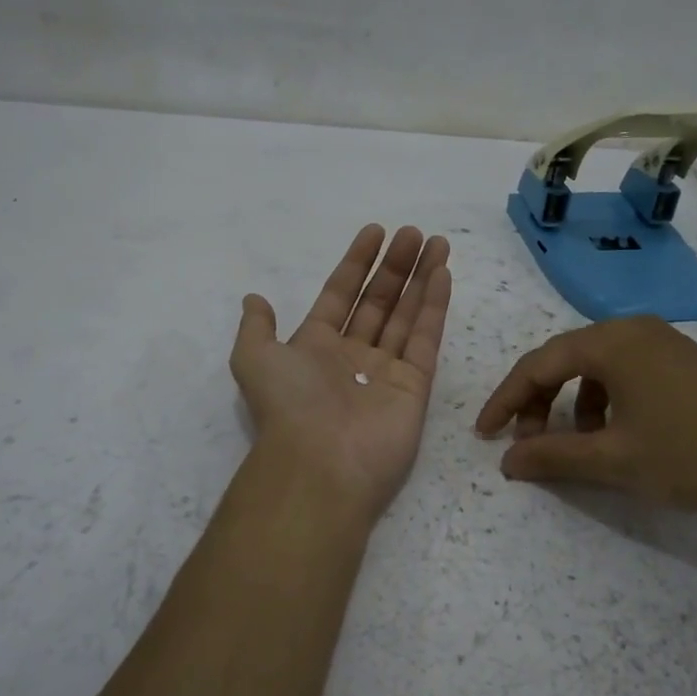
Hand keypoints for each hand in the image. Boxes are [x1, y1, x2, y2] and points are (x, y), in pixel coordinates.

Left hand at [231, 224, 452, 521]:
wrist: (320, 463)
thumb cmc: (288, 405)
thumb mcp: (254, 358)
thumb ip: (257, 327)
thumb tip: (254, 299)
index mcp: (316, 346)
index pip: (341, 294)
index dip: (357, 263)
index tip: (375, 232)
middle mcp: (353, 356)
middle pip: (379, 301)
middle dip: (395, 266)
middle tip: (412, 233)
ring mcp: (386, 371)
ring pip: (407, 314)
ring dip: (421, 278)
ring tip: (436, 242)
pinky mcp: (415, 386)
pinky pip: (426, 339)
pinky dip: (434, 306)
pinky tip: (442, 274)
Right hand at [475, 315, 696, 518]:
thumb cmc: (690, 453)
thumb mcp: (613, 460)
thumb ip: (552, 456)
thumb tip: (507, 461)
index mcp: (610, 342)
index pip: (538, 365)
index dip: (506, 400)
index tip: (485, 434)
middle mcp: (632, 329)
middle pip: (565, 360)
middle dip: (539, 402)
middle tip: (529, 443)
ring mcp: (662, 341)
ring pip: (595, 367)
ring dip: (573, 404)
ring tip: (579, 445)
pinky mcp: (683, 359)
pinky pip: (625, 371)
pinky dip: (606, 400)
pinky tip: (618, 434)